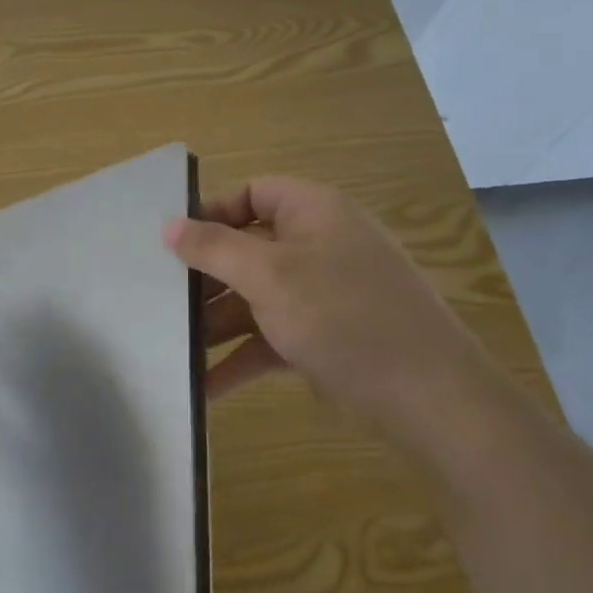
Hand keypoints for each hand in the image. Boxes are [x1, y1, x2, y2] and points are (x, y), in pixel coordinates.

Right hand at [166, 177, 500, 429]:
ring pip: (256, 297)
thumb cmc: (343, 316)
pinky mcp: (325, 338)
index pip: (252, 193)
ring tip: (173, 346)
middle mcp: (319, 246)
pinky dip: (241, 357)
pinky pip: (271, 338)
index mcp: (314, 213)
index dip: (211, 213)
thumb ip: (214, 248)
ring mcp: (323, 295)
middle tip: (162, 298)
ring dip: (216, 322)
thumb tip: (169, 225)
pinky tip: (204, 386)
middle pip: (248, 248)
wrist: (430, 399)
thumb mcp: (269, 275)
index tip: (172, 242)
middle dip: (205, 277)